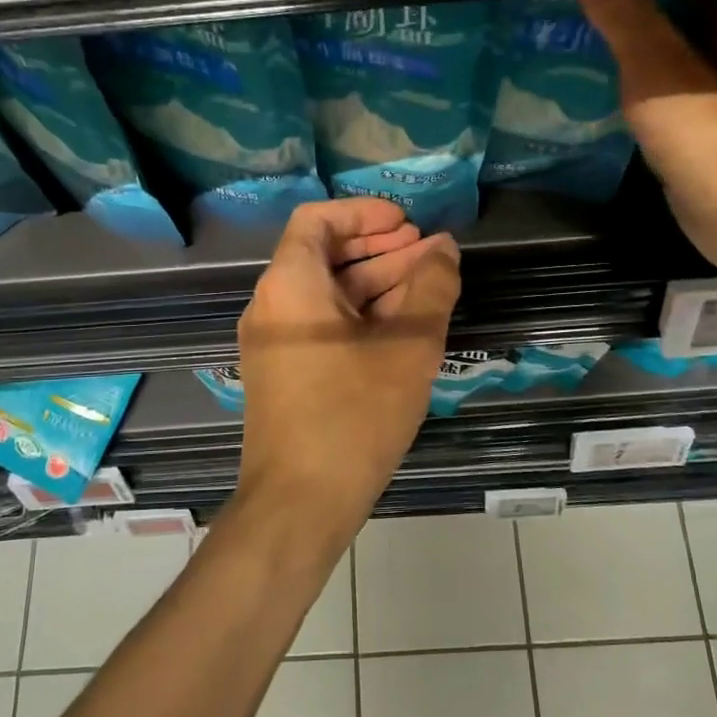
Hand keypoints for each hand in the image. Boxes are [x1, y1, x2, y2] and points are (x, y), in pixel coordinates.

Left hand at [233, 198, 461, 533]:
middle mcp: (272, 306)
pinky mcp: (284, 375)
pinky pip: (322, 326)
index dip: (365, 214)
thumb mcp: (408, 347)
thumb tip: (444, 250)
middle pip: (325, 256)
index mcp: (290, 285)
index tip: (408, 224)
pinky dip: (360, 317)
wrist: (300, 502)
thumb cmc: (354, 416)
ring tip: (429, 286)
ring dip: (376, 284)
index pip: (318, 220)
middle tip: (431, 254)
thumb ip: (431, 288)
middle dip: (381, 249)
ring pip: (327, 294)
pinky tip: (403, 327)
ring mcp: (274, 343)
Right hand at [577, 0, 716, 286]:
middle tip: (590, 23)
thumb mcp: (661, 73)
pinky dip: (638, 123)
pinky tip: (609, 125)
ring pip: (673, 88)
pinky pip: (662, 133)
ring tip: (586, 67)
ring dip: (639, 78)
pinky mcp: (700, 168)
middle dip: (648, 30)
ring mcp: (715, 127)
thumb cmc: (714, 141)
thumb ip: (628, 23)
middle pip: (686, 41)